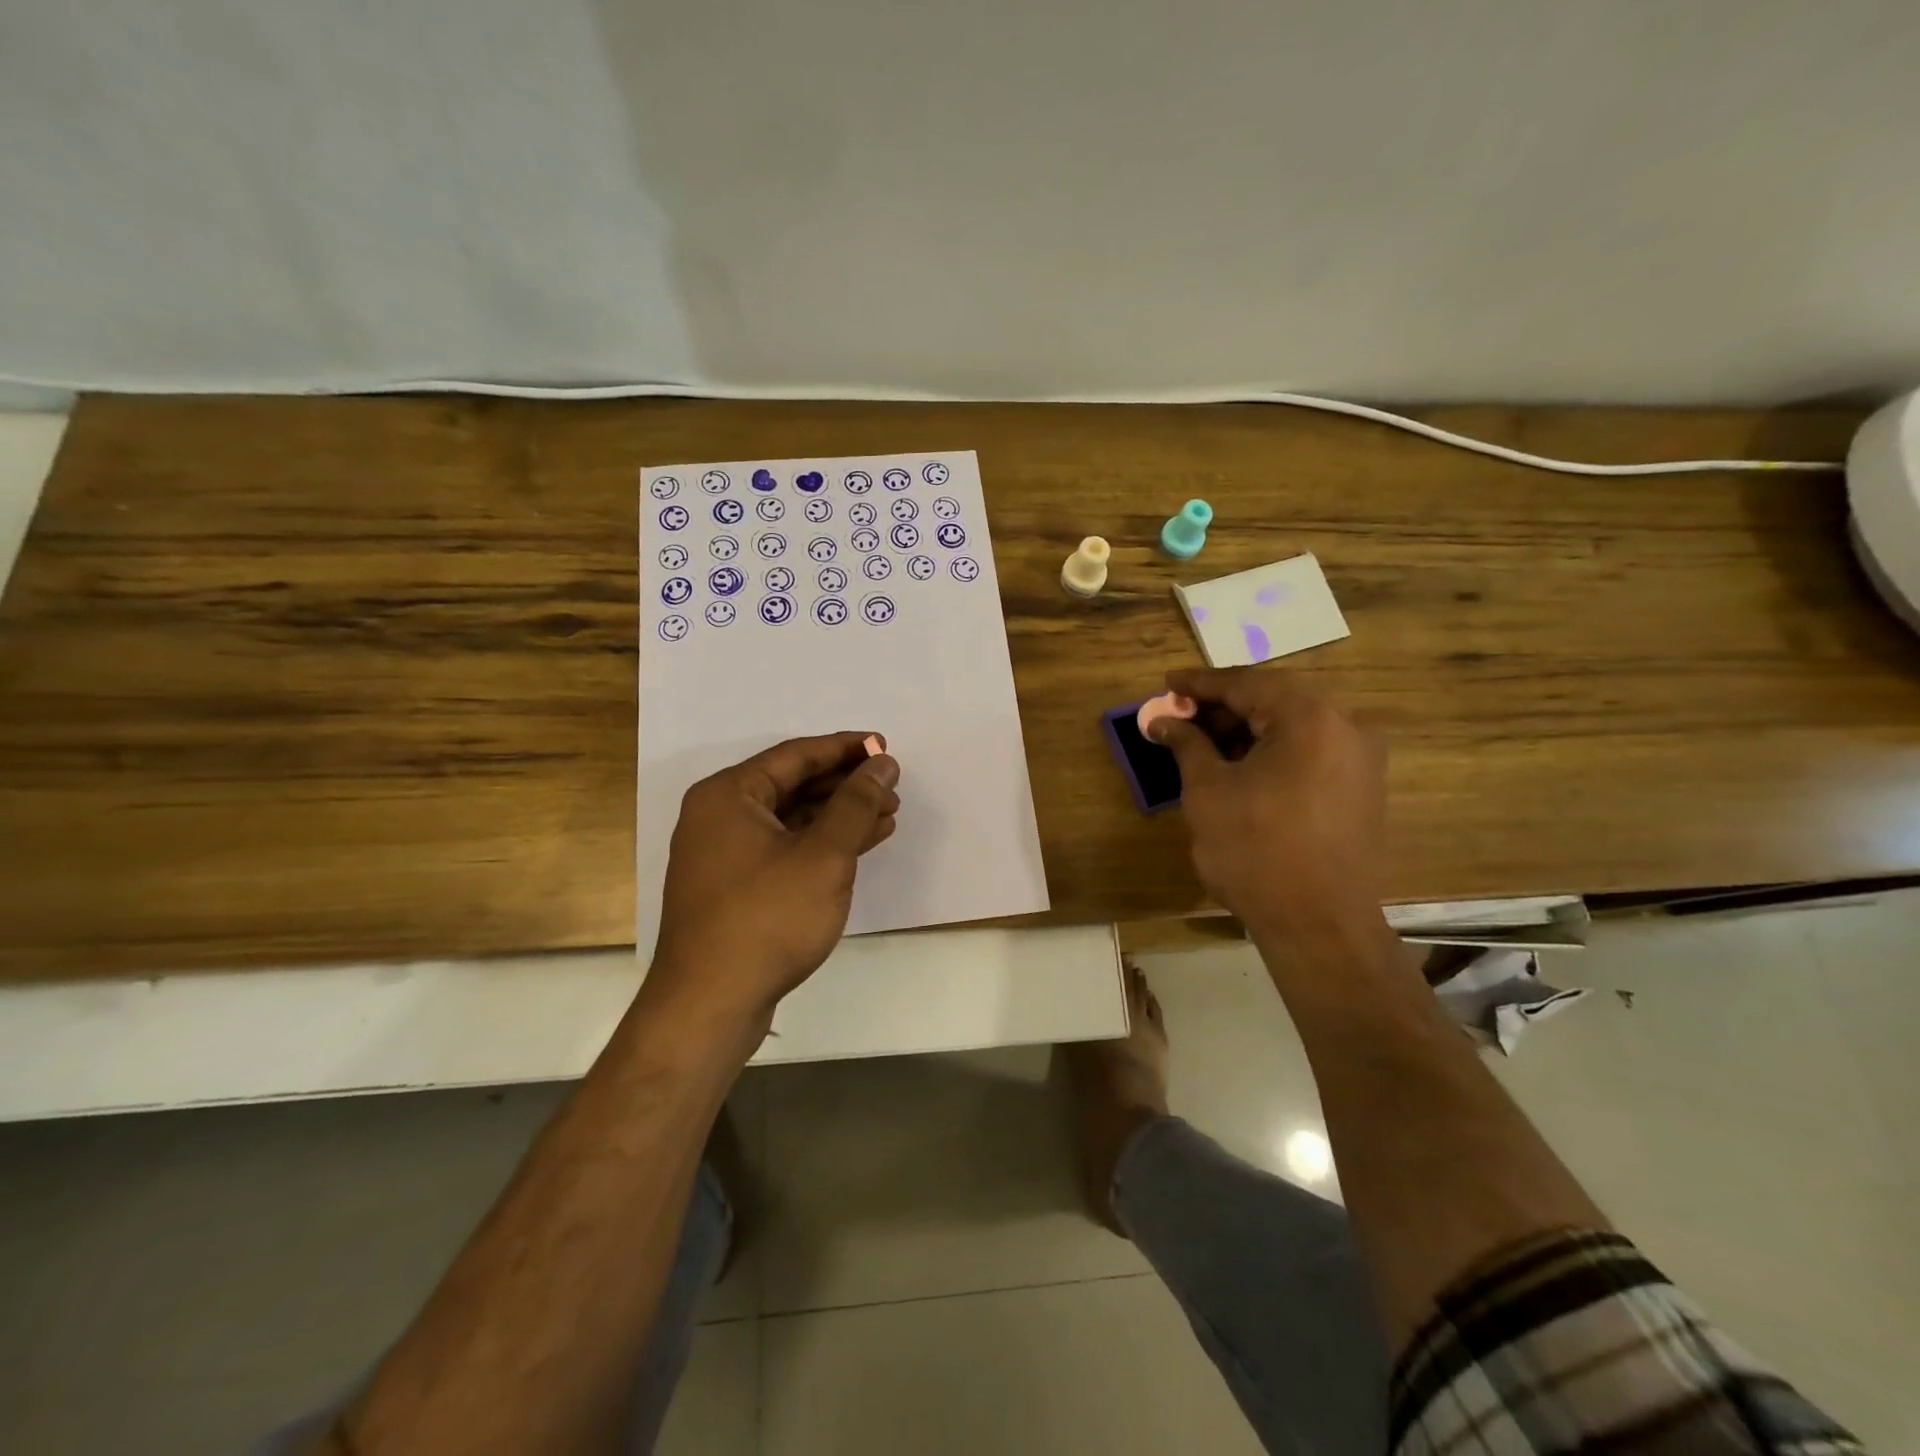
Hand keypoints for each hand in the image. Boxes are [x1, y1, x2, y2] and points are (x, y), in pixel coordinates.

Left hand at [649, 733, 899, 1035]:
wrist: (710, 1005)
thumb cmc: (767, 919)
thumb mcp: (823, 855)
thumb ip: (856, 804)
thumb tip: (883, 764)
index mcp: (729, 794)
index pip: (796, 755)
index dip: (846, 748)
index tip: (886, 747)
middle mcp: (719, 816)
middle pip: (792, 784)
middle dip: (845, 785)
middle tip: (891, 787)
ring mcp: (723, 854)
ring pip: (790, 819)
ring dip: (838, 815)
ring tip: (887, 815)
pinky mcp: (734, 887)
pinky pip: (784, 848)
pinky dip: (821, 844)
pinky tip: (860, 846)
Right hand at [1148, 668, 1389, 952]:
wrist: (1318, 924)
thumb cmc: (1255, 850)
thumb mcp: (1208, 791)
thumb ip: (1187, 744)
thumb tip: (1163, 720)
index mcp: (1310, 718)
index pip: (1247, 684)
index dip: (1200, 684)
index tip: (1166, 683)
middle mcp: (1346, 728)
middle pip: (1274, 700)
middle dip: (1222, 706)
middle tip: (1180, 715)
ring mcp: (1360, 760)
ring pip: (1293, 727)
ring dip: (1246, 730)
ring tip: (1201, 742)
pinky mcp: (1361, 790)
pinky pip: (1310, 752)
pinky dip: (1271, 751)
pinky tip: (1238, 766)